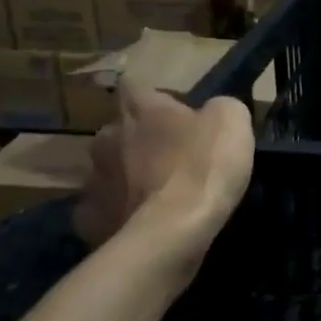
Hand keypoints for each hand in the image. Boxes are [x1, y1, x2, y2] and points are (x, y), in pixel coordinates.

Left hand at [72, 86, 254, 252]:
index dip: (156, 98)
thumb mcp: (232, 121)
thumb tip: (211, 112)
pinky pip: (104, 209)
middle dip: (140, 140)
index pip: (135, 85)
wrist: (171, 234)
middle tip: (172, 158)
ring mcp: (92, 180)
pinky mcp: (87, 220)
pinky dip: (120, 213)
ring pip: (109, 171)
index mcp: (140, 109)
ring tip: (158, 196)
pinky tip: (143, 224)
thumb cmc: (203, 168)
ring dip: (128, 178)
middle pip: (120, 130)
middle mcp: (107, 137)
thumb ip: (219, 108)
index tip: (176, 113)